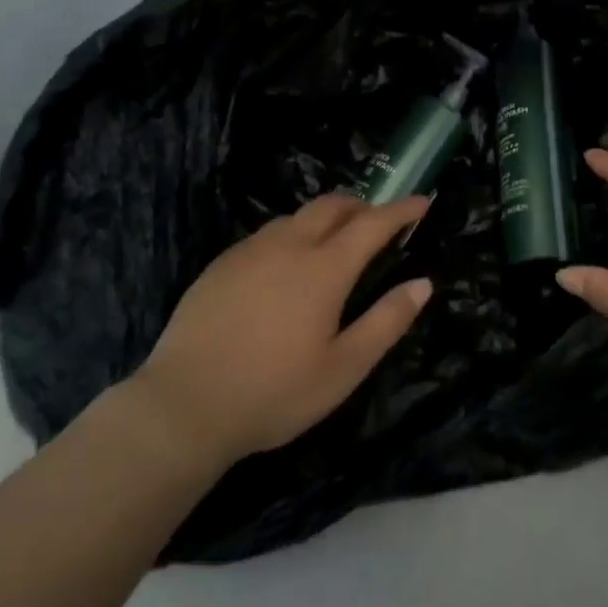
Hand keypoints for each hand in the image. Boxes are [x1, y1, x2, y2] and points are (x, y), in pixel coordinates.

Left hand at [130, 195, 433, 466]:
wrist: (184, 405)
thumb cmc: (274, 392)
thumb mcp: (343, 369)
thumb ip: (387, 322)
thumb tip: (423, 284)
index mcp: (324, 269)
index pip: (373, 223)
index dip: (401, 210)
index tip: (422, 201)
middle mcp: (288, 246)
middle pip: (332, 206)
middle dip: (362, 205)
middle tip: (379, 220)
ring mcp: (250, 251)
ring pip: (296, 216)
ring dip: (325, 218)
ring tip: (335, 240)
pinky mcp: (221, 264)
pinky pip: (267, 234)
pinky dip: (292, 233)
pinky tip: (286, 264)